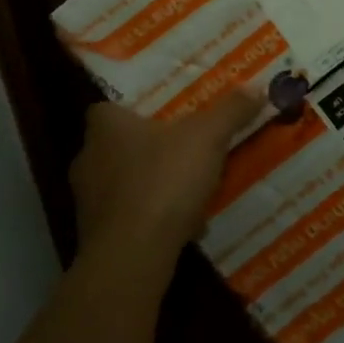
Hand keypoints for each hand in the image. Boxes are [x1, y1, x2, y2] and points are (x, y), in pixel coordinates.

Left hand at [69, 90, 263, 275]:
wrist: (133, 255)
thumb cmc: (163, 180)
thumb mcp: (208, 137)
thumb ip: (231, 111)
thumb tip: (256, 87)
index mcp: (105, 128)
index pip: (106, 108)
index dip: (131, 110)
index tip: (159, 115)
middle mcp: (87, 160)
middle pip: (117, 146)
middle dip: (147, 148)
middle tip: (181, 147)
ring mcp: (87, 202)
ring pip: (124, 184)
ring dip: (151, 186)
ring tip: (188, 189)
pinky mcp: (95, 237)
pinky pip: (128, 218)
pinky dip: (151, 219)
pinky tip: (183, 226)